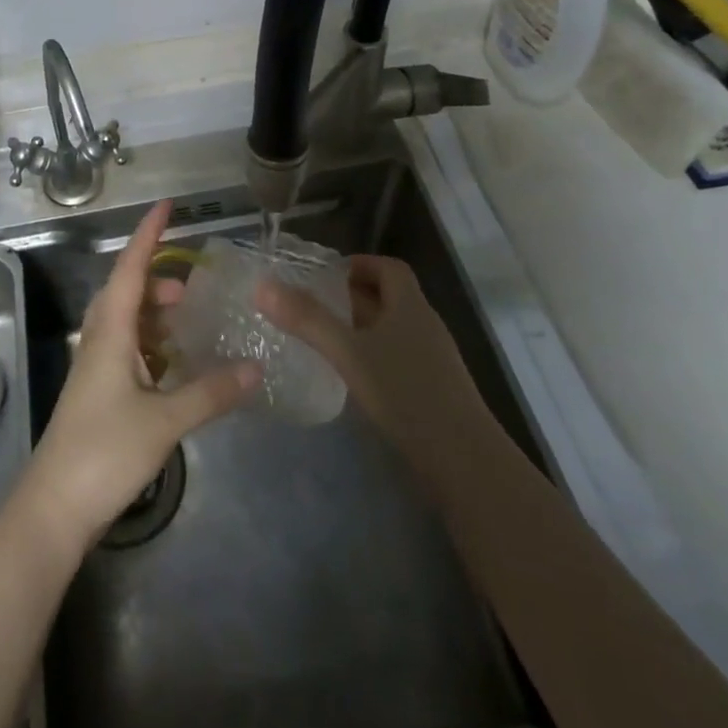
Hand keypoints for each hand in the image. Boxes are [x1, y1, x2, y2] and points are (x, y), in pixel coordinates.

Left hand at [22, 201, 258, 548]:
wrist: (54, 507)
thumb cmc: (104, 452)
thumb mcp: (165, 421)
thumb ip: (211, 392)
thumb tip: (255, 367)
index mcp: (111, 330)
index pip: (131, 267)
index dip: (149, 234)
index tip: (167, 205)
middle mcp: (100, 338)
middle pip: (127, 291)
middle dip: (157, 279)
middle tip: (193, 290)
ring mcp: (95, 366)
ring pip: (126, 321)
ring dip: (154, 313)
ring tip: (187, 322)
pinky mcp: (97, 391)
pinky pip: (127, 349)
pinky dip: (151, 343)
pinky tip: (173, 365)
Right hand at [256, 253, 484, 494]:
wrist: (466, 463)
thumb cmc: (407, 394)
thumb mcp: (349, 353)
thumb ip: (306, 319)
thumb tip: (262, 285)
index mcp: (411, 306)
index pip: (389, 268)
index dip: (359, 264)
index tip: (325, 275)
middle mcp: (425, 325)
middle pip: (389, 297)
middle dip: (352, 297)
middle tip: (312, 306)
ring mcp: (433, 360)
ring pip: (392, 330)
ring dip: (361, 328)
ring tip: (324, 339)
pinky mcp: (434, 391)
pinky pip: (398, 359)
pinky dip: (373, 357)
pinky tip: (352, 377)